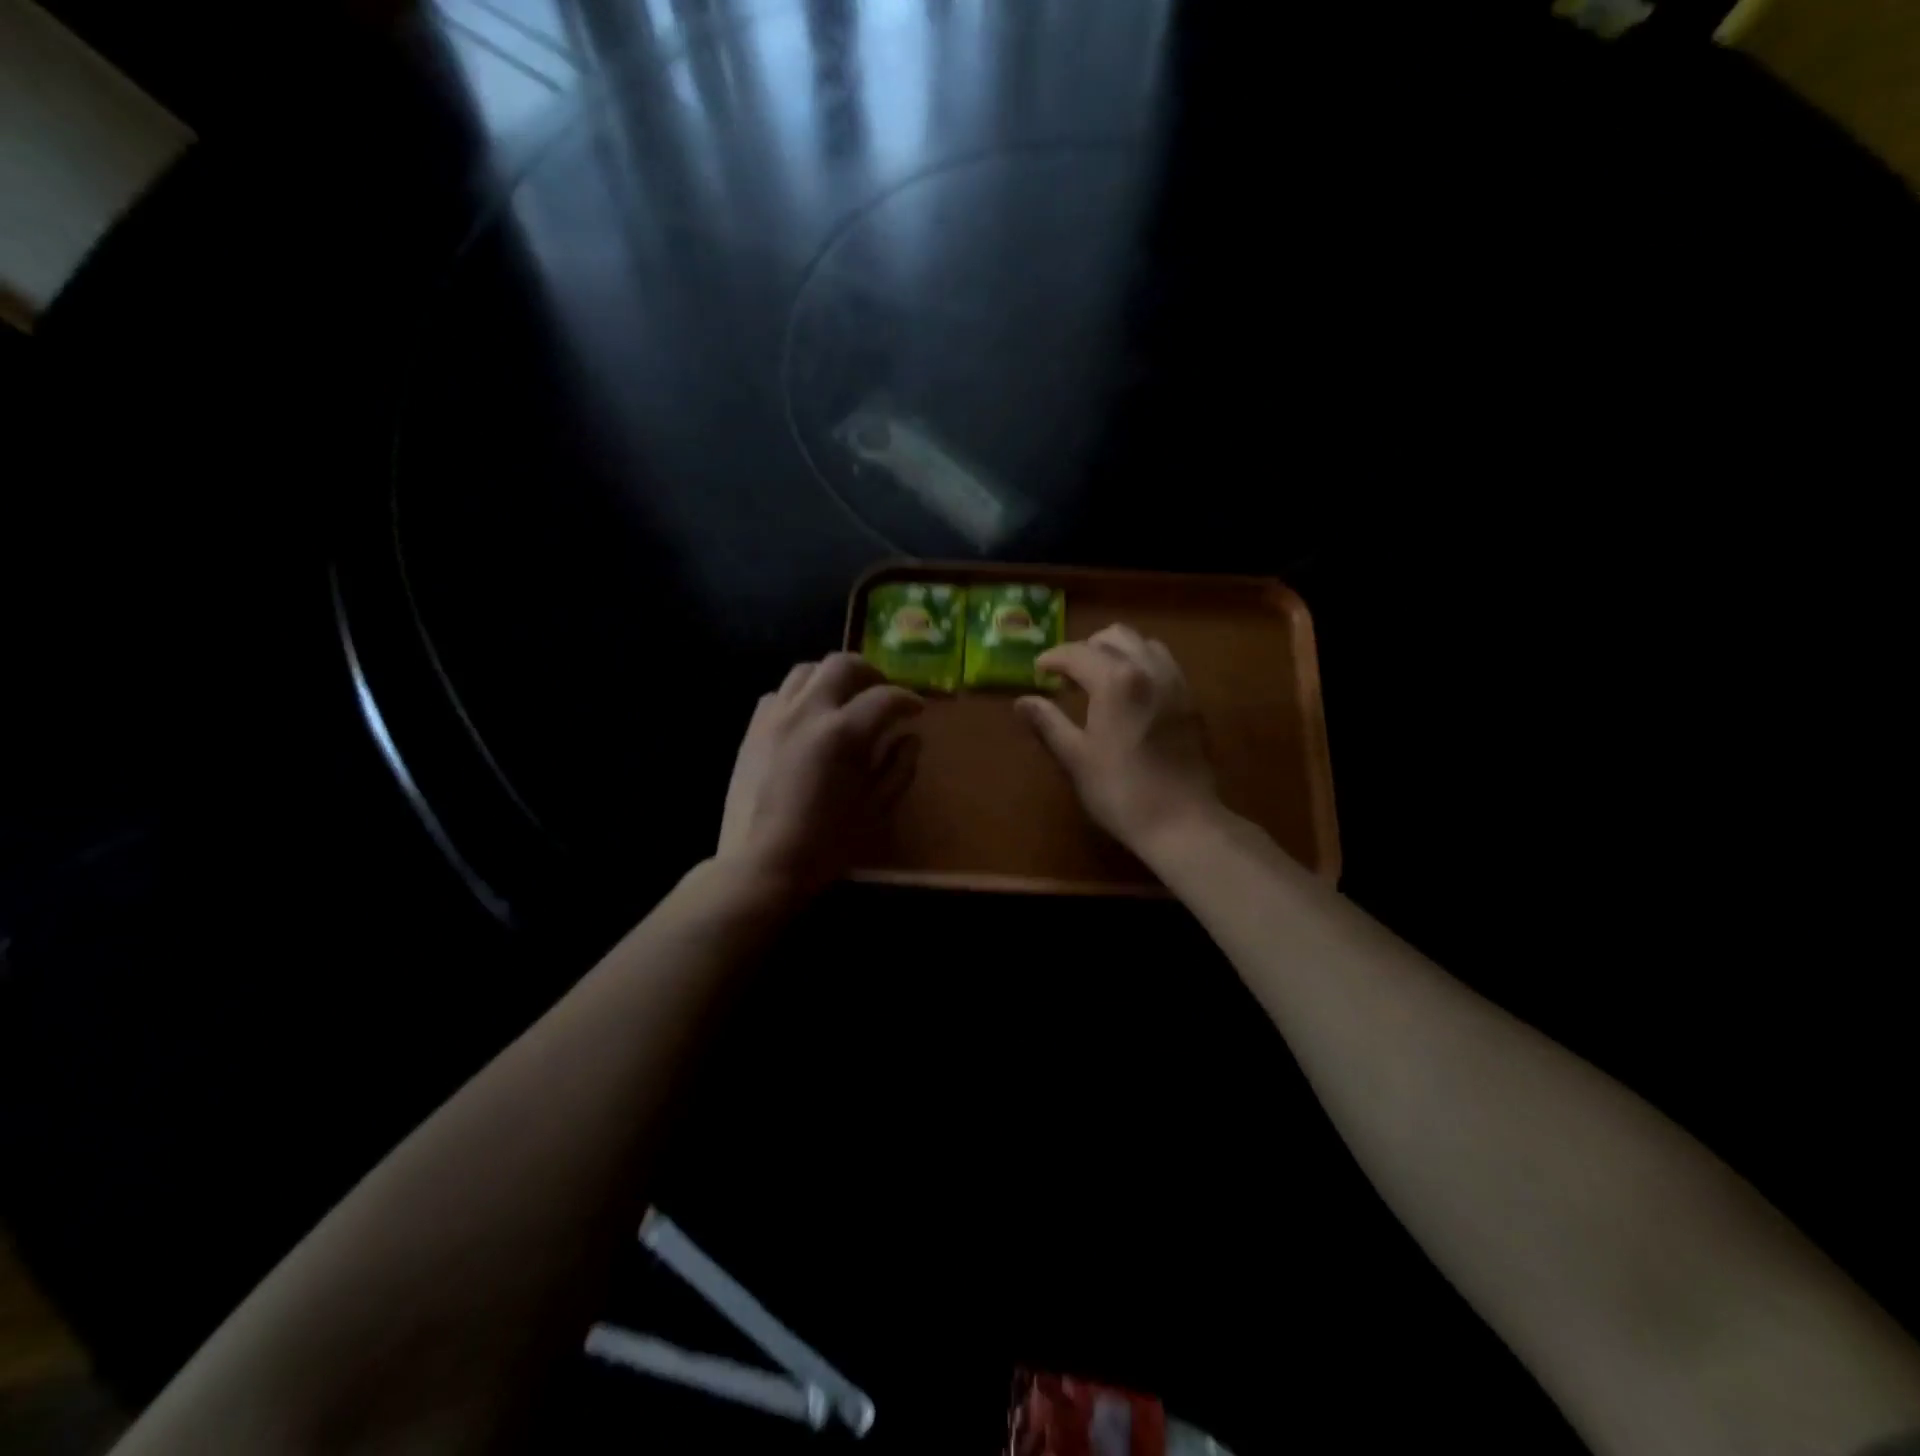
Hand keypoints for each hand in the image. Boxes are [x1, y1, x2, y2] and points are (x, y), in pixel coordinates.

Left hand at [717, 652, 923, 896]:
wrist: (761, 864)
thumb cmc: (826, 844)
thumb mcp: (875, 809)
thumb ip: (899, 767)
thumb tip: (911, 738)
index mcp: (843, 733)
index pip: (885, 697)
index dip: (908, 699)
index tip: (917, 710)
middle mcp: (808, 711)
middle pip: (843, 664)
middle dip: (871, 673)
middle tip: (882, 694)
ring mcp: (775, 716)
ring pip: (806, 670)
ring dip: (833, 677)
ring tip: (845, 699)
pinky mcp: (753, 728)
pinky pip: (779, 693)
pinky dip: (800, 695)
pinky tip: (809, 718)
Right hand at [1015, 624, 1219, 854]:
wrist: (1181, 821)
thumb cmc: (1119, 791)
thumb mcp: (1075, 757)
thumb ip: (1048, 722)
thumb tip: (1022, 701)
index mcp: (1116, 679)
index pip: (1077, 652)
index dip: (1053, 658)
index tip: (1038, 671)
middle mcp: (1149, 668)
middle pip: (1115, 636)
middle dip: (1086, 648)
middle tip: (1067, 674)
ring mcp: (1175, 682)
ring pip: (1144, 644)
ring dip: (1117, 651)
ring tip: (1100, 678)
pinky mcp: (1191, 700)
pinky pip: (1164, 663)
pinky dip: (1142, 664)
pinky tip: (1130, 694)